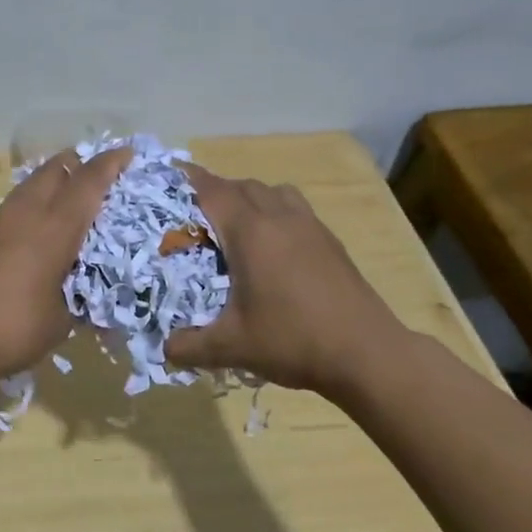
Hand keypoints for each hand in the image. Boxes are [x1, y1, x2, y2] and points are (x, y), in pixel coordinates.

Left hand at [0, 145, 132, 381]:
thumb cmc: (13, 326)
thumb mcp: (61, 320)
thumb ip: (80, 302)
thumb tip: (90, 301)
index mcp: (55, 227)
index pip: (88, 182)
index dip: (110, 164)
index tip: (128, 154)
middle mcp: (28, 213)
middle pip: (54, 169)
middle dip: (78, 163)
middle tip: (99, 174)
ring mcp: (0, 222)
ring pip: (31, 184)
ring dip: (54, 181)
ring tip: (71, 197)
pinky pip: (17, 204)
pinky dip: (35, 202)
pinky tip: (41, 226)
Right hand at [164, 163, 409, 397]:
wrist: (368, 354)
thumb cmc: (294, 340)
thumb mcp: (233, 347)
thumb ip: (190, 346)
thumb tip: (164, 350)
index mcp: (251, 232)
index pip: (211, 190)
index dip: (186, 180)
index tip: (165, 178)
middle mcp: (279, 217)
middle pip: (240, 186)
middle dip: (213, 192)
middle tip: (191, 215)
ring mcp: (309, 225)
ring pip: (271, 191)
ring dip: (248, 198)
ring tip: (233, 225)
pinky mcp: (329, 240)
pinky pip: (293, 207)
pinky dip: (274, 211)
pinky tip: (271, 247)